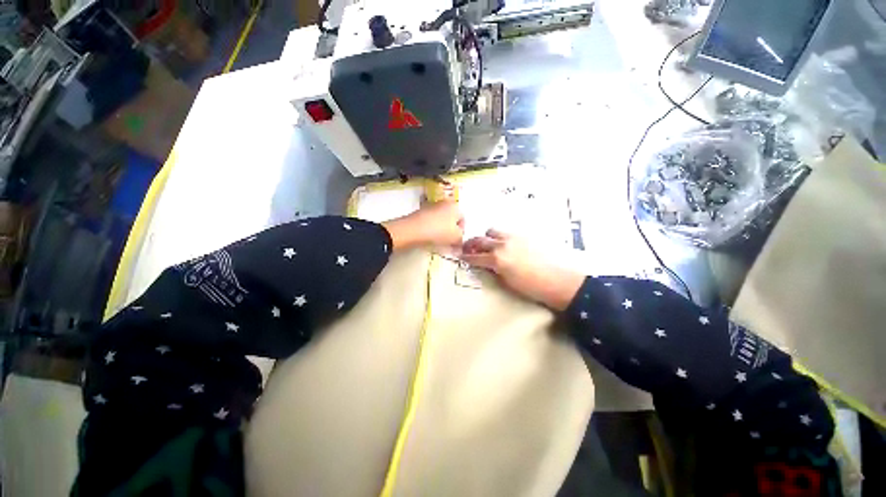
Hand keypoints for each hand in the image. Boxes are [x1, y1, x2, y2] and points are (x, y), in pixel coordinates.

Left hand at [382, 200, 464, 250]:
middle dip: (451, 230)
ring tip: (438, 240)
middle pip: (451, 218)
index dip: (461, 231)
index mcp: (455, 206)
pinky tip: (429, 237)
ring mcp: (431, 206)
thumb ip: (461, 239)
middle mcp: (444, 203)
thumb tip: (459, 241)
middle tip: (449, 241)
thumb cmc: (439, 231)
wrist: (413, 230)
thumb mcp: (456, 238)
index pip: (463, 219)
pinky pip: (430, 221)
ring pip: (440, 220)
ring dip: (441, 229)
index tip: (457, 241)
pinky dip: (431, 228)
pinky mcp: (420, 212)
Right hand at [461, 229, 583, 310]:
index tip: (461, 257)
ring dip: (487, 238)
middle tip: (468, 248)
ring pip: (492, 231)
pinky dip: (500, 237)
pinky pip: (506, 232)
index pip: (475, 257)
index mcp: (496, 259)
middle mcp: (502, 245)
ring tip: (489, 245)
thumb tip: (487, 265)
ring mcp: (513, 238)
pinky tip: (505, 245)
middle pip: (480, 240)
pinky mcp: (523, 235)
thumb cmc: (531, 287)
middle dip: (471, 244)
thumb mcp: (507, 282)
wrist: (558, 280)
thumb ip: (493, 270)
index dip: (466, 257)